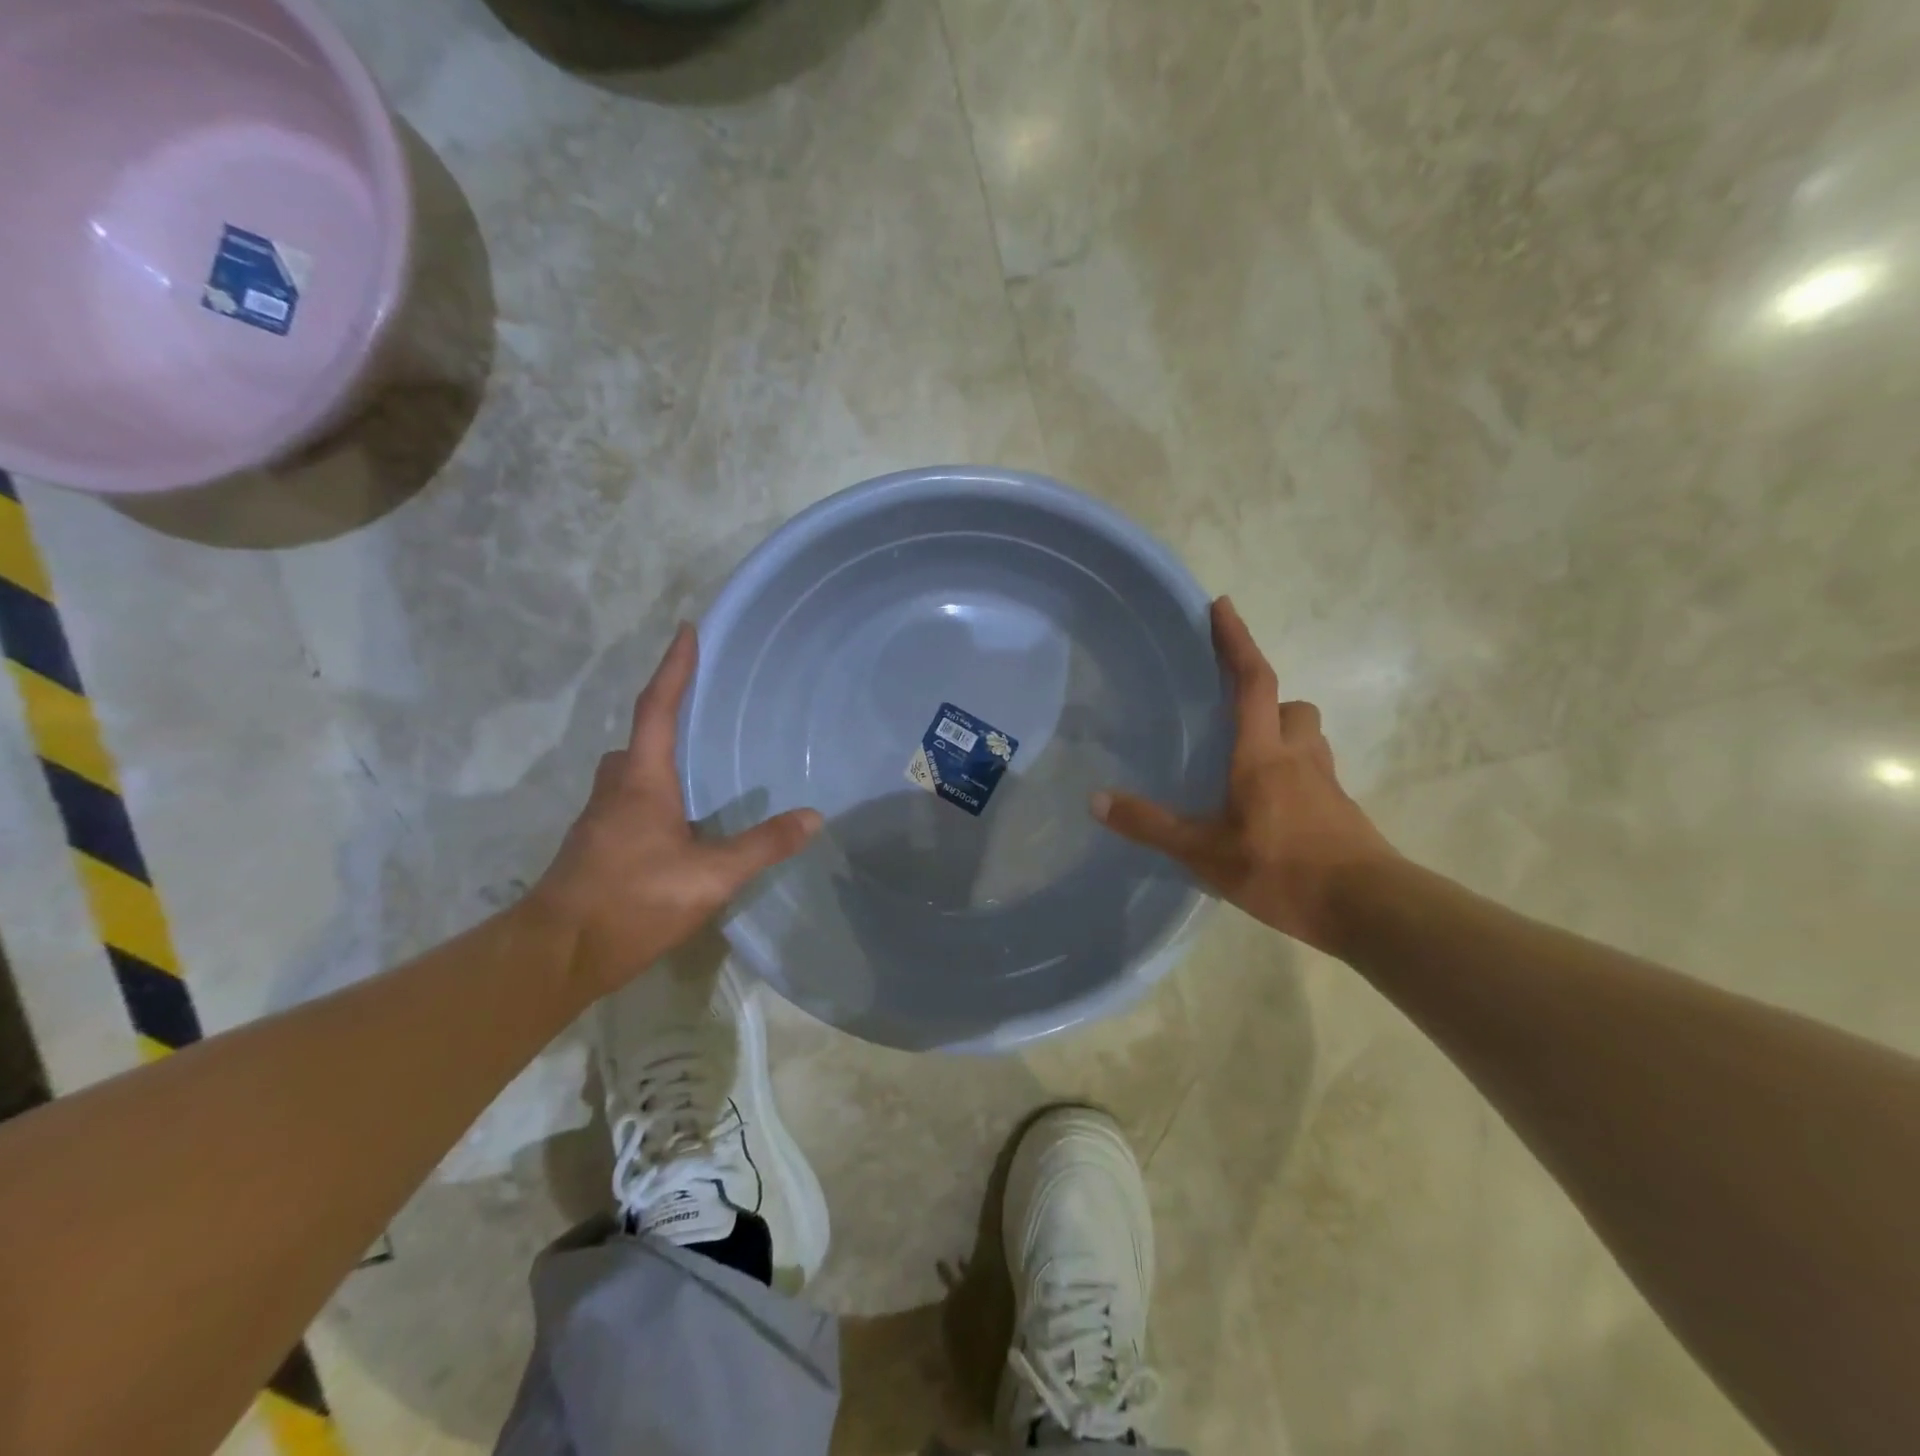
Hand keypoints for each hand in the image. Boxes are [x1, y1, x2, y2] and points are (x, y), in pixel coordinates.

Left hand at [530, 624, 821, 994]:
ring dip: (656, 763)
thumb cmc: (633, 900)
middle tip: (699, 713)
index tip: (687, 631)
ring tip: (696, 772)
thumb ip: (763, 845)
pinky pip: (627, 804)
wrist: (558, 953)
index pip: (658, 709)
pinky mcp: (596, 849)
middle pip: (638, 739)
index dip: (674, 669)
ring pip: (629, 774)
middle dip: (664, 718)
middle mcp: (616, 789)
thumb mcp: (711, 875)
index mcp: (642, 780)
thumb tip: (814, 816)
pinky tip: (678, 827)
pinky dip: (652, 798)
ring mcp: (601, 821)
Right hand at [1091, 596, 1396, 953]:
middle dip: (1265, 699)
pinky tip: (1272, 809)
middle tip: (1233, 717)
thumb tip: (1096, 799)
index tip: (1222, 606)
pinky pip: (1315, 773)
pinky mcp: (1342, 811)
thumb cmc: (1282, 869)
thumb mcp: (1205, 853)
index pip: (1252, 681)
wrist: (1370, 909)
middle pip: (1291, 705)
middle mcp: (1299, 756)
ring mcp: (1327, 784)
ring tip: (1250, 762)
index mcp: (1263, 754)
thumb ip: (1151, 826)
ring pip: (1308, 737)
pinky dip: (1294, 774)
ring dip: (1283, 734)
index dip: (1237, 641)